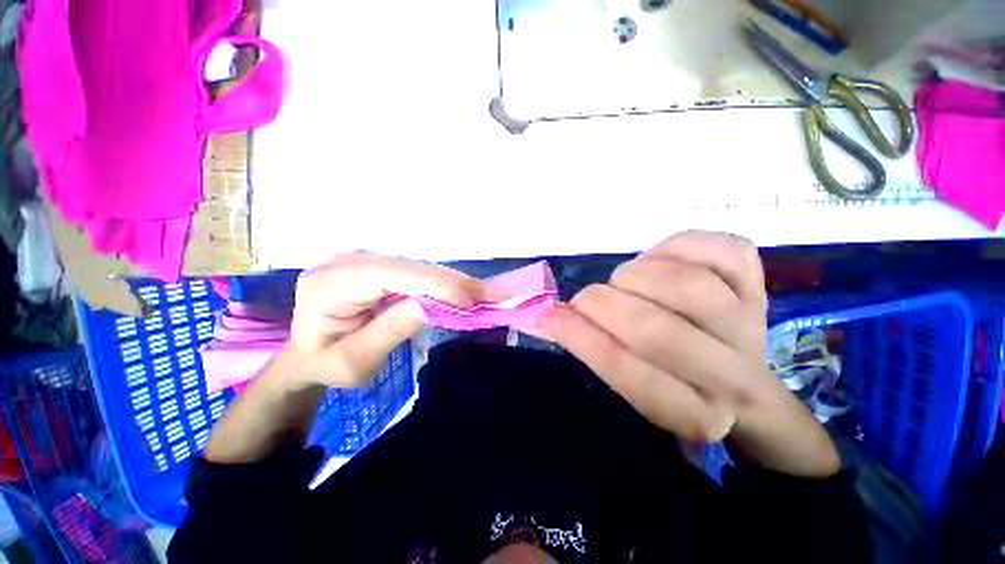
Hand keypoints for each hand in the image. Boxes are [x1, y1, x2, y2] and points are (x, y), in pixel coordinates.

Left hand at [284, 254, 484, 388]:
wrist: (308, 355)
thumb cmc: (324, 365)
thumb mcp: (353, 362)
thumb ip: (389, 331)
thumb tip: (431, 305)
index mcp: (330, 284)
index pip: (392, 275)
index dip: (436, 285)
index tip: (473, 300)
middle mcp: (347, 262)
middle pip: (410, 267)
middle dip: (453, 282)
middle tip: (493, 294)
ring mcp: (364, 261)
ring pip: (418, 267)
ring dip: (453, 282)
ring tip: (484, 294)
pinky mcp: (378, 266)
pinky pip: (416, 273)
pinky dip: (442, 284)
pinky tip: (463, 292)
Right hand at [540, 231, 838, 476]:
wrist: (739, 376)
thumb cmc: (668, 378)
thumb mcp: (631, 379)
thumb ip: (592, 348)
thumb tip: (550, 316)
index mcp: (693, 413)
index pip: (630, 375)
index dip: (583, 340)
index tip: (550, 317)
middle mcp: (732, 377)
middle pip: (658, 331)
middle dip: (602, 305)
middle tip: (584, 300)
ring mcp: (751, 325)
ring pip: (687, 286)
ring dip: (636, 276)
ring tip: (623, 282)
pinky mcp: (759, 284)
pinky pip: (720, 250)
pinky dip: (677, 247)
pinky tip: (660, 260)